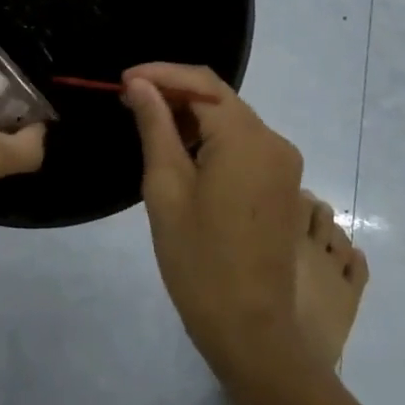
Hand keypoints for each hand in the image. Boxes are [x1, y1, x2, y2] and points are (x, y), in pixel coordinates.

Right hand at [122, 63, 306, 381]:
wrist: (251, 330)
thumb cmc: (199, 260)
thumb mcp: (166, 188)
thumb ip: (155, 127)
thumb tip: (140, 85)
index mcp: (246, 139)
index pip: (200, 83)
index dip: (159, 74)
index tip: (121, 81)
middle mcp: (273, 141)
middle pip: (219, 97)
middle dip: (173, 92)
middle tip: (128, 101)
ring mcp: (283, 164)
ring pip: (231, 119)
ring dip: (191, 115)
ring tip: (147, 123)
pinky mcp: (282, 185)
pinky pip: (243, 144)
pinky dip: (210, 138)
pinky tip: (180, 150)